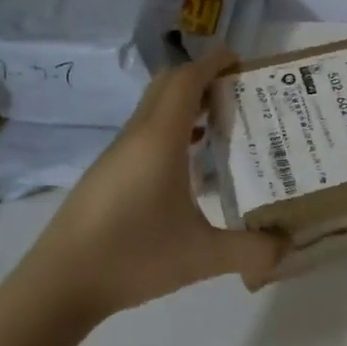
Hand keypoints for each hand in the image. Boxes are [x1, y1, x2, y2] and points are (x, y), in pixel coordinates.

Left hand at [5, 48, 287, 323]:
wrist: (58, 286)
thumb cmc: (132, 258)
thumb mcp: (202, 257)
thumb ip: (250, 250)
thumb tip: (288, 245)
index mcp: (160, 140)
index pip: (187, 80)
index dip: (213, 63)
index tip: (241, 59)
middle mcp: (137, 136)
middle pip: (168, 85)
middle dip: (202, 77)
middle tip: (238, 90)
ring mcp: (117, 155)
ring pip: (154, 109)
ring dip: (186, 104)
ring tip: (222, 121)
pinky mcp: (106, 174)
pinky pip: (144, 132)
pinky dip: (171, 128)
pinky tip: (190, 161)